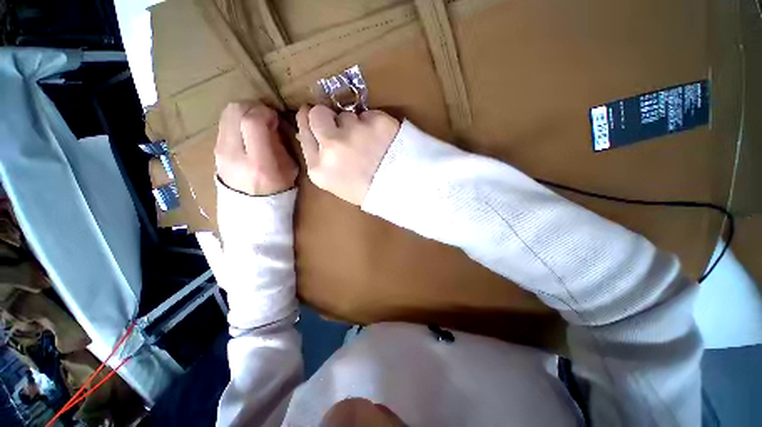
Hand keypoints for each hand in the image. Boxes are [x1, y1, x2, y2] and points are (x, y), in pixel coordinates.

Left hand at [215, 101, 297, 195]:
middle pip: (235, 111)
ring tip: (256, 123)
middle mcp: (234, 154)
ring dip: (244, 112)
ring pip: (226, 113)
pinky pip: (224, 123)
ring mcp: (220, 151)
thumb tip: (271, 122)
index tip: (275, 118)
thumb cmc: (278, 189)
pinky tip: (247, 131)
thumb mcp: (289, 168)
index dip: (265, 112)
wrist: (251, 206)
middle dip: (253, 107)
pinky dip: (237, 120)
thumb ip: (280, 143)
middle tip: (266, 117)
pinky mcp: (214, 149)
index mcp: (259, 163)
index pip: (252, 122)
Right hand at [296, 105, 399, 204]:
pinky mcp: (376, 122)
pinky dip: (373, 124)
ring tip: (368, 144)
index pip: (304, 131)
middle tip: (340, 126)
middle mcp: (331, 146)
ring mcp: (354, 132)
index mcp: (318, 167)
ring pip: (346, 114)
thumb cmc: (365, 190)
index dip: (308, 120)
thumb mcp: (334, 182)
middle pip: (318, 114)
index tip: (310, 113)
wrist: (398, 190)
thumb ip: (321, 157)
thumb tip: (314, 131)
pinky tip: (381, 141)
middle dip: (327, 116)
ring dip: (354, 124)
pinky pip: (369, 114)